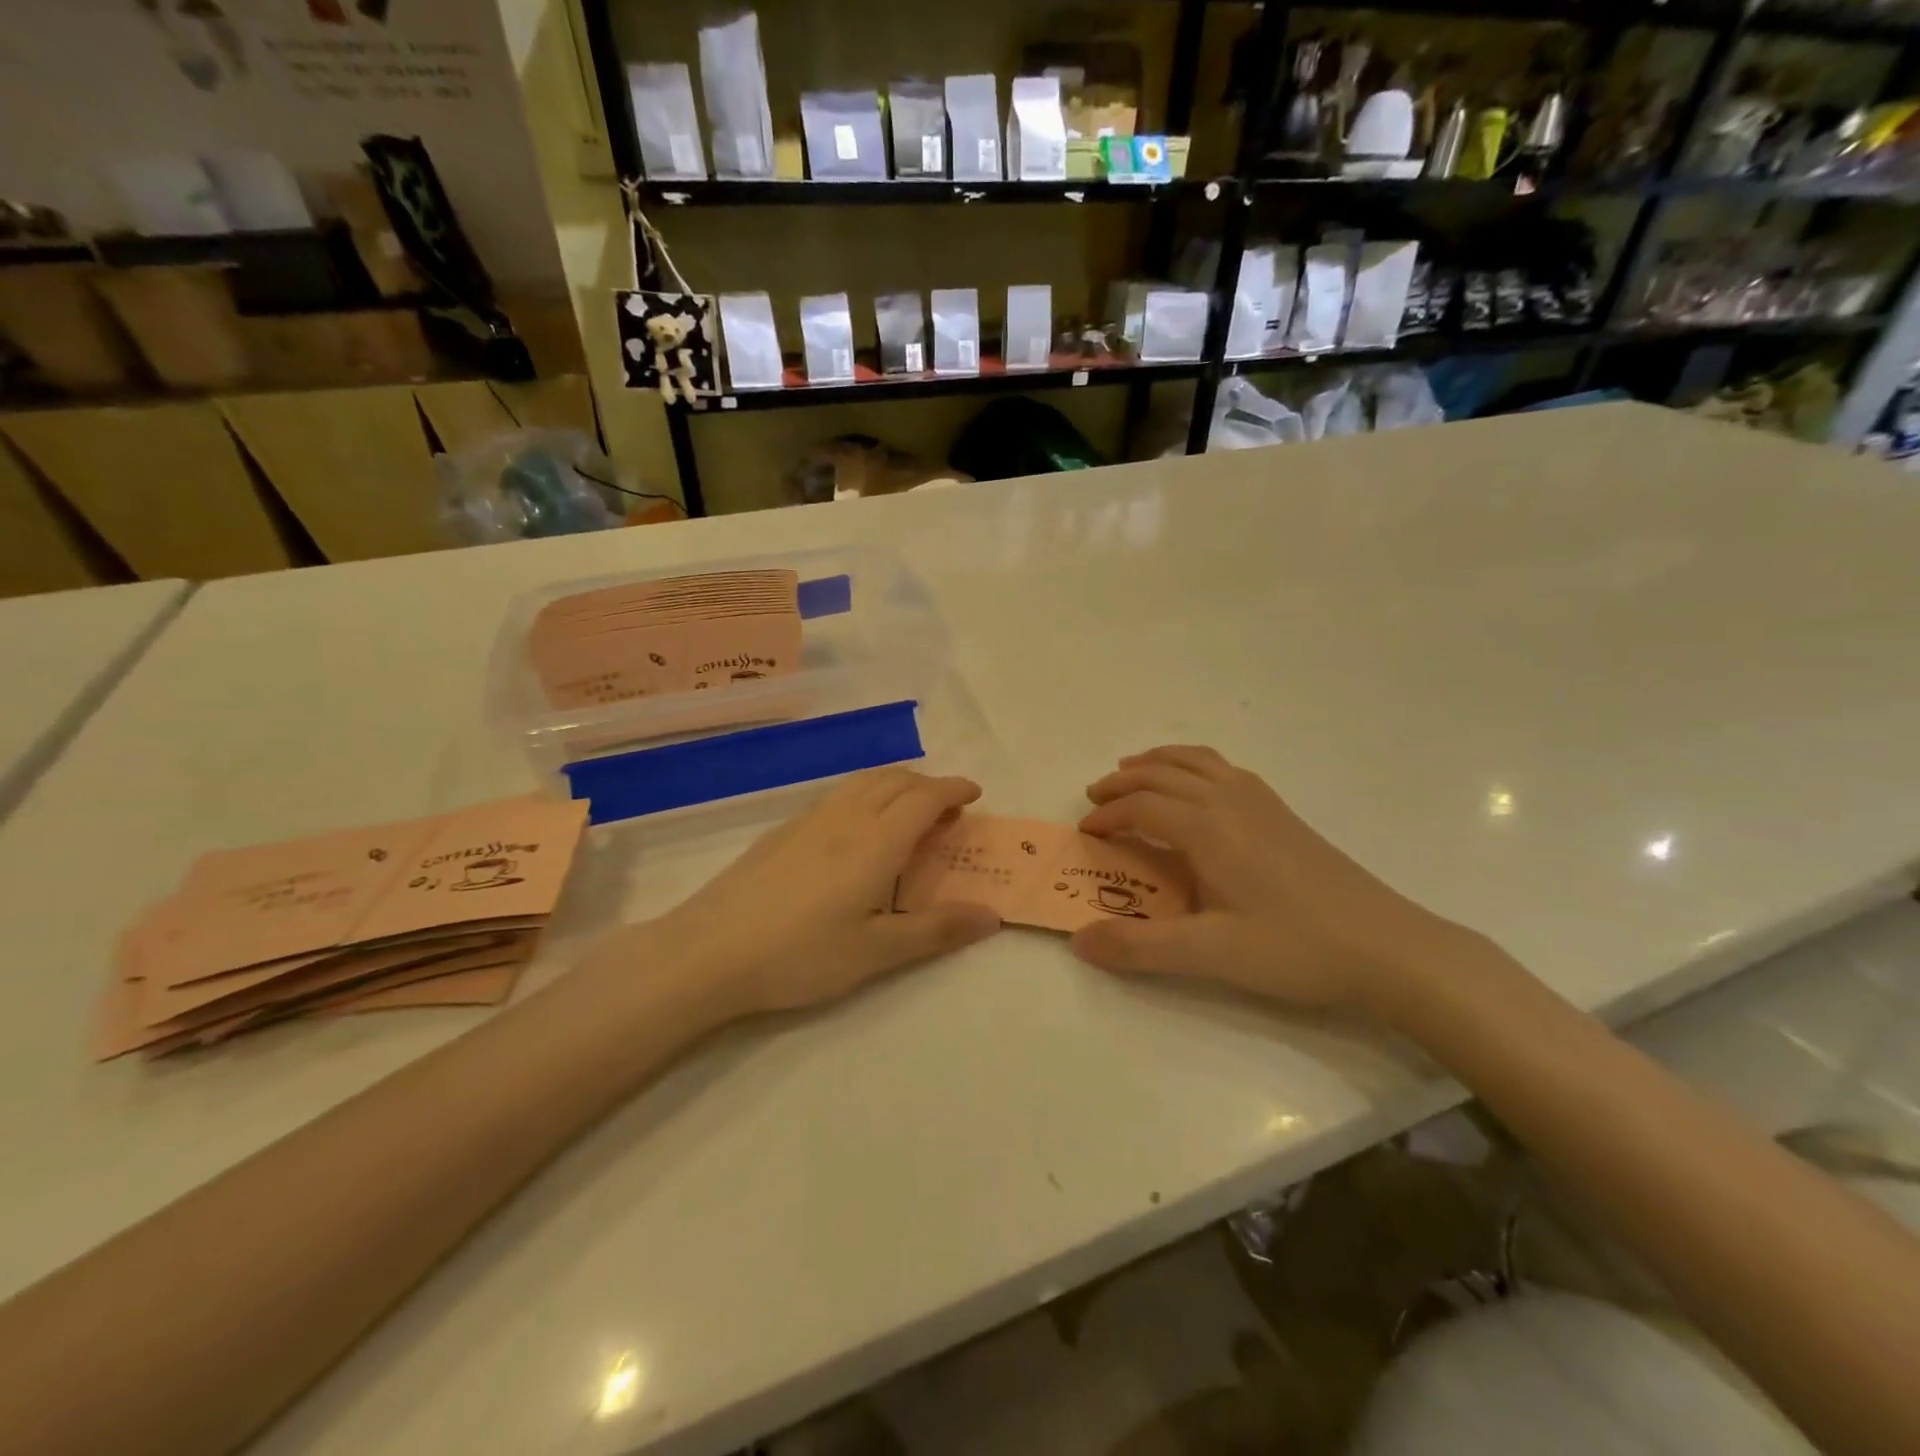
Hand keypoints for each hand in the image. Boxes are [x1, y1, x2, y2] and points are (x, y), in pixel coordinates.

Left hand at [649, 768, 1000, 1016]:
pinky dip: (866, 792)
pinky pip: (838, 794)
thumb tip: (992, 915)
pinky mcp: (783, 830)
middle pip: (896, 779)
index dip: (953, 790)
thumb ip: (936, 931)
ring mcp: (809, 819)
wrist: (709, 952)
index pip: (924, 797)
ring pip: (863, 781)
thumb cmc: (801, 956)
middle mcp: (846, 817)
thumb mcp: (876, 952)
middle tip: (947, 809)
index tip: (974, 795)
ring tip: (908, 809)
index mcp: (876, 841)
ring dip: (896, 783)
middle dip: (928, 784)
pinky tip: (857, 825)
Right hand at [1070, 746, 1469, 1017]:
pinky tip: (1197, 790)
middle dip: (1122, 782)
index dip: (1107, 816)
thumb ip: (1139, 946)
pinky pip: (1224, 769)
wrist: (1387, 948)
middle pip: (1162, 773)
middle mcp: (1229, 800)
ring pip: (1196, 761)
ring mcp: (1261, 801)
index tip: (1085, 835)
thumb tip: (1078, 941)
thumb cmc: (1295, 948)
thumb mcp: (1210, 955)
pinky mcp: (1283, 812)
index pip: (1141, 806)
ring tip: (1133, 772)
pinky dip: (1193, 765)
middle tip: (1094, 797)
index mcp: (1207, 827)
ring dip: (1157, 762)